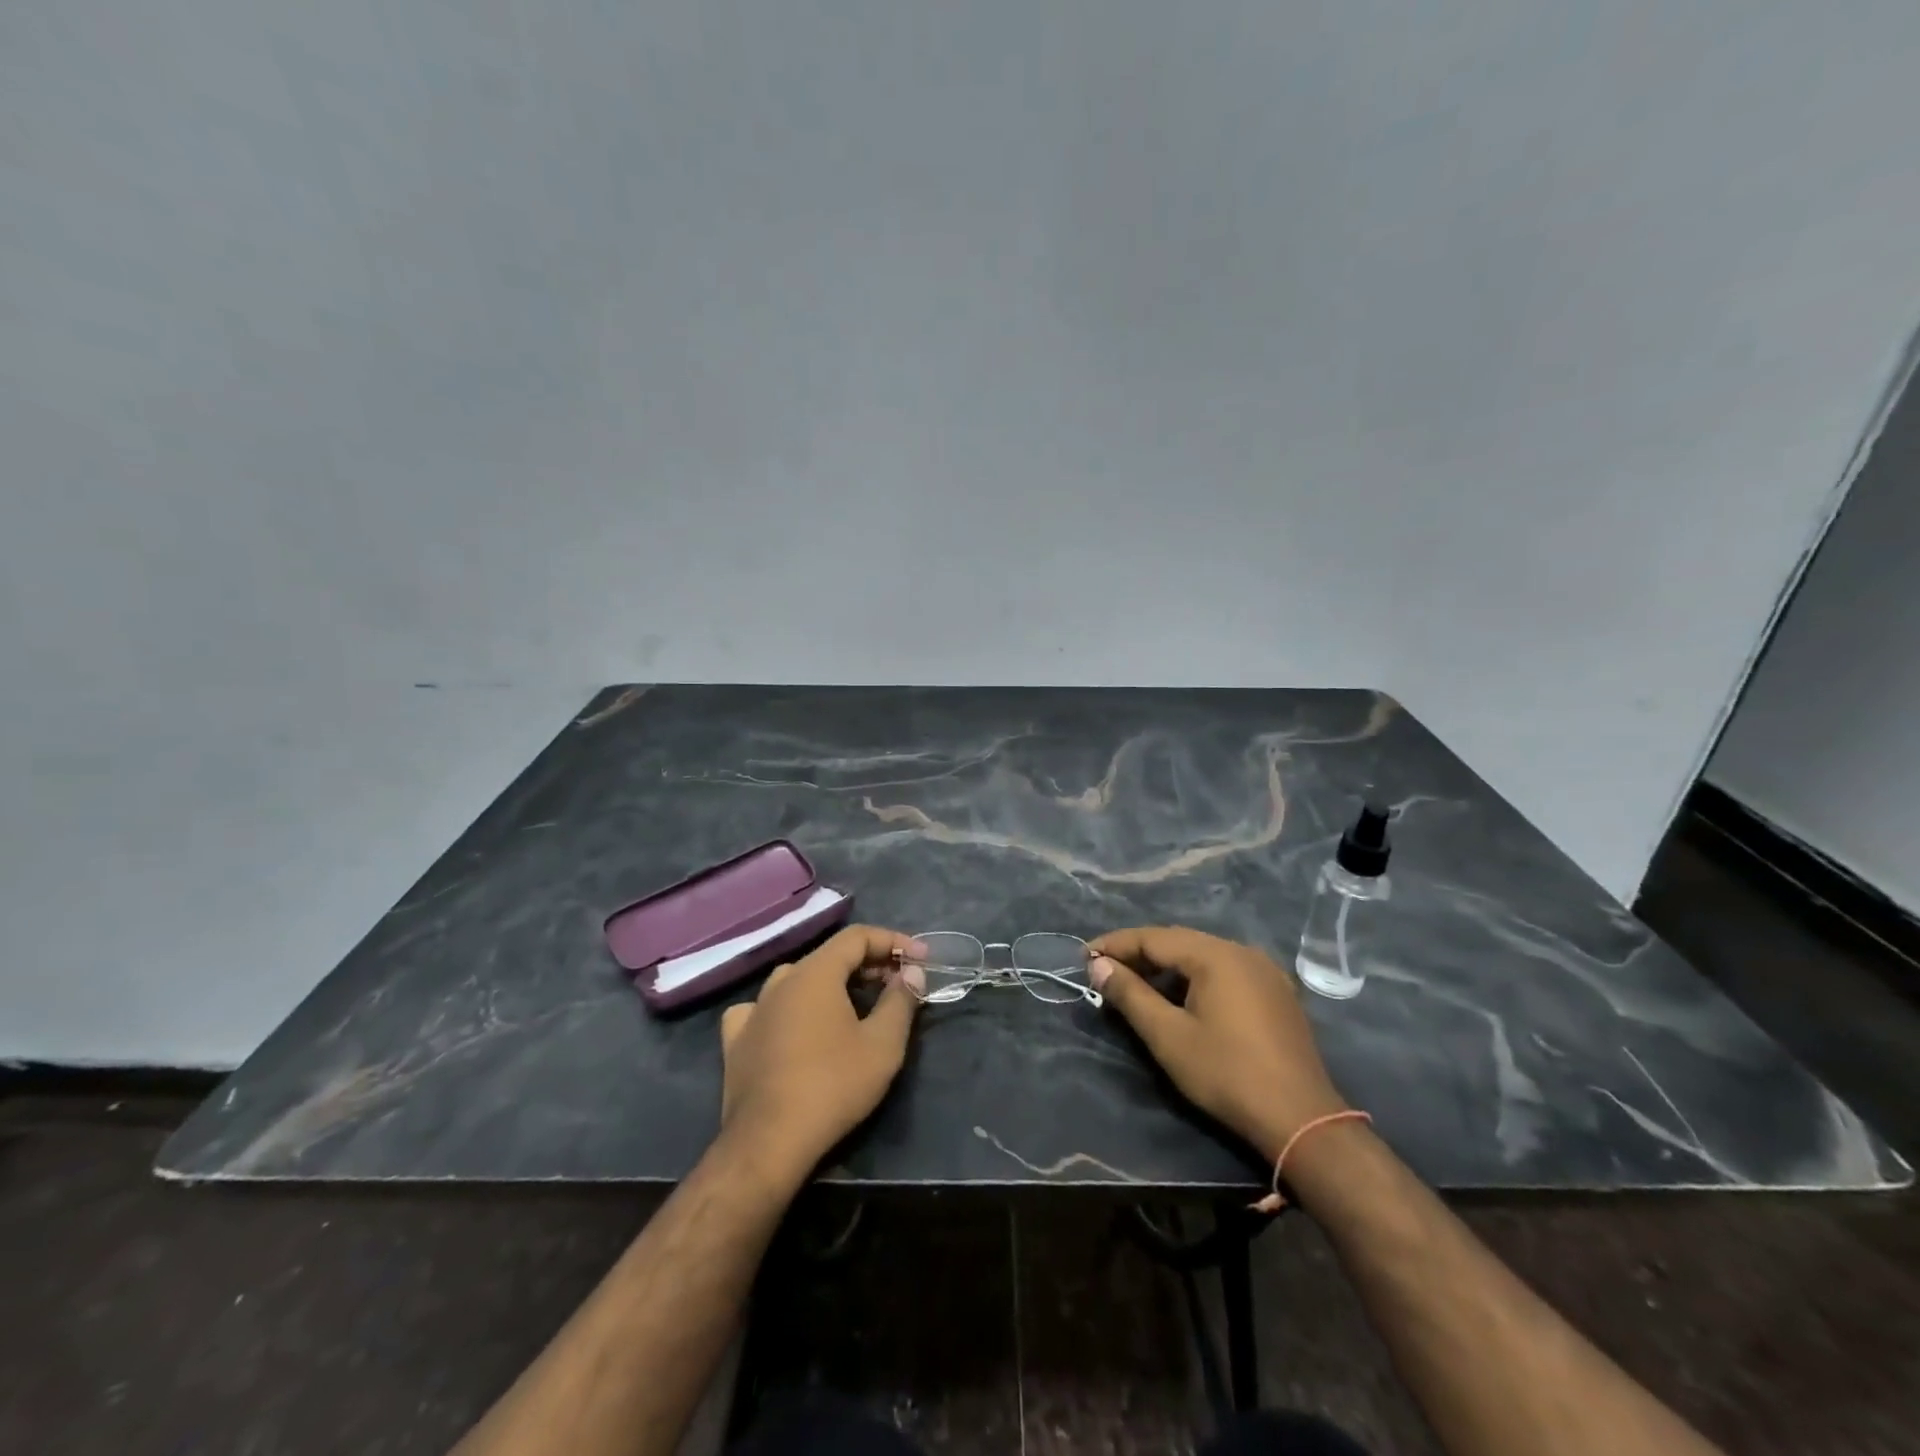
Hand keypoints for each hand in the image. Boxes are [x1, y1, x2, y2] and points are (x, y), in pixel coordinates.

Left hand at [717, 925, 924, 1188]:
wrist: (768, 1143)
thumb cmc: (832, 1087)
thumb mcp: (883, 1044)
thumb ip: (900, 1000)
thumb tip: (911, 972)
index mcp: (815, 973)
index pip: (857, 937)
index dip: (892, 941)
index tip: (920, 959)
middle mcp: (781, 980)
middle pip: (830, 956)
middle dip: (869, 963)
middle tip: (898, 984)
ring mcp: (753, 1009)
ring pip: (798, 979)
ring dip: (831, 983)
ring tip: (855, 1003)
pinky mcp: (736, 1040)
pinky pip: (765, 1009)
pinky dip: (788, 1008)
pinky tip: (793, 1025)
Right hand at [1089, 926, 1348, 1161]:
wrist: (1302, 1121)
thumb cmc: (1227, 1074)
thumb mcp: (1168, 1036)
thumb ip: (1130, 995)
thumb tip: (1098, 965)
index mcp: (1216, 955)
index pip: (1154, 937)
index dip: (1115, 945)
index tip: (1083, 957)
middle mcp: (1242, 951)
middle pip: (1179, 942)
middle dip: (1139, 954)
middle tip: (1104, 970)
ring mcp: (1264, 971)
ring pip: (1202, 956)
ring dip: (1166, 967)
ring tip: (1135, 985)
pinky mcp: (1276, 994)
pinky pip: (1224, 972)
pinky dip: (1194, 978)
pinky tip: (1179, 999)